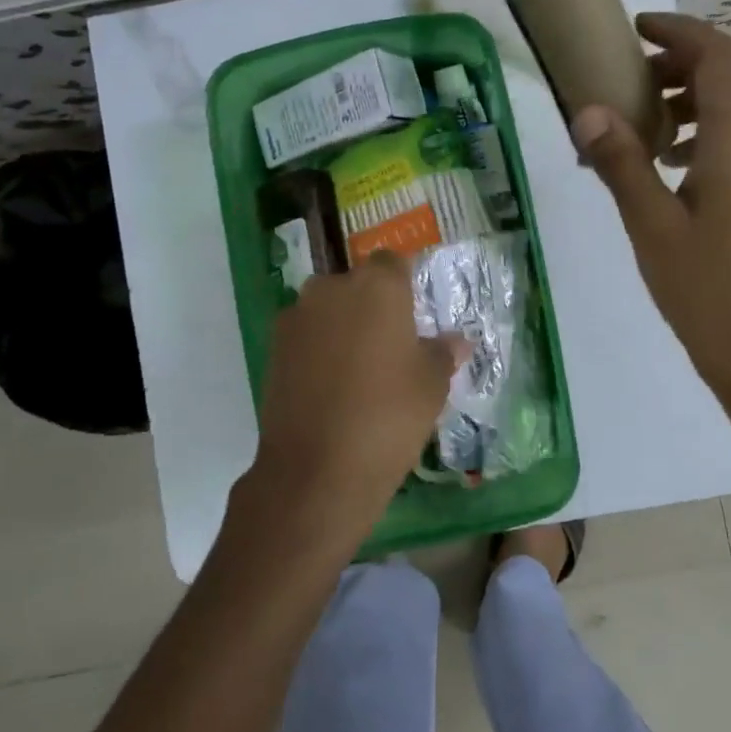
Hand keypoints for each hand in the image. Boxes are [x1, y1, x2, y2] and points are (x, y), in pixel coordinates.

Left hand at [246, 253, 462, 554]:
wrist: (316, 469)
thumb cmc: (388, 416)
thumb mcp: (432, 385)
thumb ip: (443, 352)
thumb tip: (457, 341)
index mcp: (377, 285)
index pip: (393, 262)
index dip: (404, 284)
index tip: (415, 312)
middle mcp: (332, 288)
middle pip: (357, 284)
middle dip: (371, 305)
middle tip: (391, 345)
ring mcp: (296, 316)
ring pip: (328, 309)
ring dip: (342, 326)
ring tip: (359, 369)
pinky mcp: (273, 347)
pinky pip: (306, 335)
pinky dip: (318, 349)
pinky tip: (331, 386)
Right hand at [572, 12, 730, 430]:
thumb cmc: (706, 291)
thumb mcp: (651, 225)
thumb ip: (620, 161)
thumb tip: (587, 112)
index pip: (718, 56)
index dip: (678, 31)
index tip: (636, 29)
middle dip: (686, 62)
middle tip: (634, 79)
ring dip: (703, 97)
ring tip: (651, 125)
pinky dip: (719, 129)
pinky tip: (682, 166)